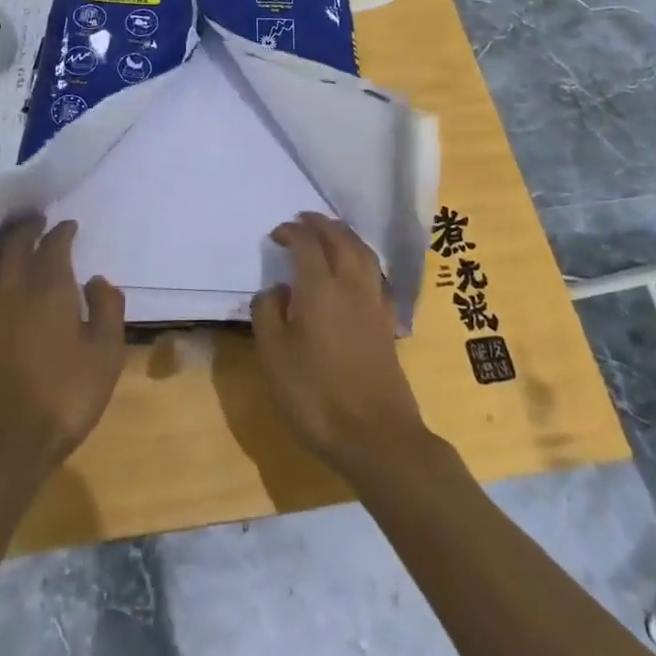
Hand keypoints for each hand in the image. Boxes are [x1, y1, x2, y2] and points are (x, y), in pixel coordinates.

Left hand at [0, 216, 125, 481]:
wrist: (4, 443)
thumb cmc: (64, 394)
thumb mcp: (105, 353)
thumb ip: (107, 310)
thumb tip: (97, 281)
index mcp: (49, 288)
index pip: (53, 246)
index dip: (62, 232)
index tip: (69, 225)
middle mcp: (14, 291)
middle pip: (14, 247)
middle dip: (26, 229)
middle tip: (36, 220)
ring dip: (0, 248)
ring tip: (9, 242)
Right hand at [250, 213, 430, 479]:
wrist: (376, 435)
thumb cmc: (316, 396)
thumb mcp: (274, 357)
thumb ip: (268, 314)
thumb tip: (276, 290)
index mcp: (320, 288)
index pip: (307, 243)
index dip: (292, 231)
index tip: (276, 234)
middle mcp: (351, 285)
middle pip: (341, 239)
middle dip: (321, 224)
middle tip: (304, 220)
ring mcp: (374, 303)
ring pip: (363, 252)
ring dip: (345, 235)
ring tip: (331, 234)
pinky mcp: (387, 322)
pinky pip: (376, 273)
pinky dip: (363, 259)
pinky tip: (357, 271)